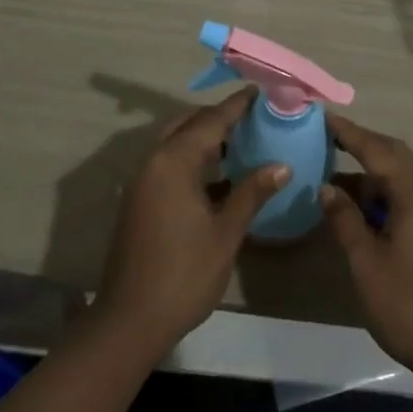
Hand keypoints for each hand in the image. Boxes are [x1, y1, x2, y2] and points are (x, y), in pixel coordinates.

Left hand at [94, 90, 289, 357]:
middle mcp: (154, 160)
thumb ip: (252, 192)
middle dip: (220, 117)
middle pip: (190, 124)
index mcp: (174, 161)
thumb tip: (282, 165)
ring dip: (205, 136)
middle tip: (254, 116)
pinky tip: (219, 172)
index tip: (261, 92)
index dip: (237, 105)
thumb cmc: (184, 274)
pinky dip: (193, 157)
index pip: (211, 120)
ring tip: (242, 138)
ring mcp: (143, 180)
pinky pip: (169, 161)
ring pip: (177, 142)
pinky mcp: (140, 198)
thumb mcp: (226, 232)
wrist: (130, 320)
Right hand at [320, 114, 412, 390]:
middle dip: (360, 144)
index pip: (375, 148)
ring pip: (399, 177)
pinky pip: (406, 196)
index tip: (321, 116)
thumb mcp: (367, 263)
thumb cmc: (410, 305)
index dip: (347, 132)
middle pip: (392, 154)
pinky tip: (358, 208)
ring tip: (332, 175)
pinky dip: (380, 193)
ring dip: (369, 173)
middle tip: (326, 138)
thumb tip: (327, 187)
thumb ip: (345, 220)